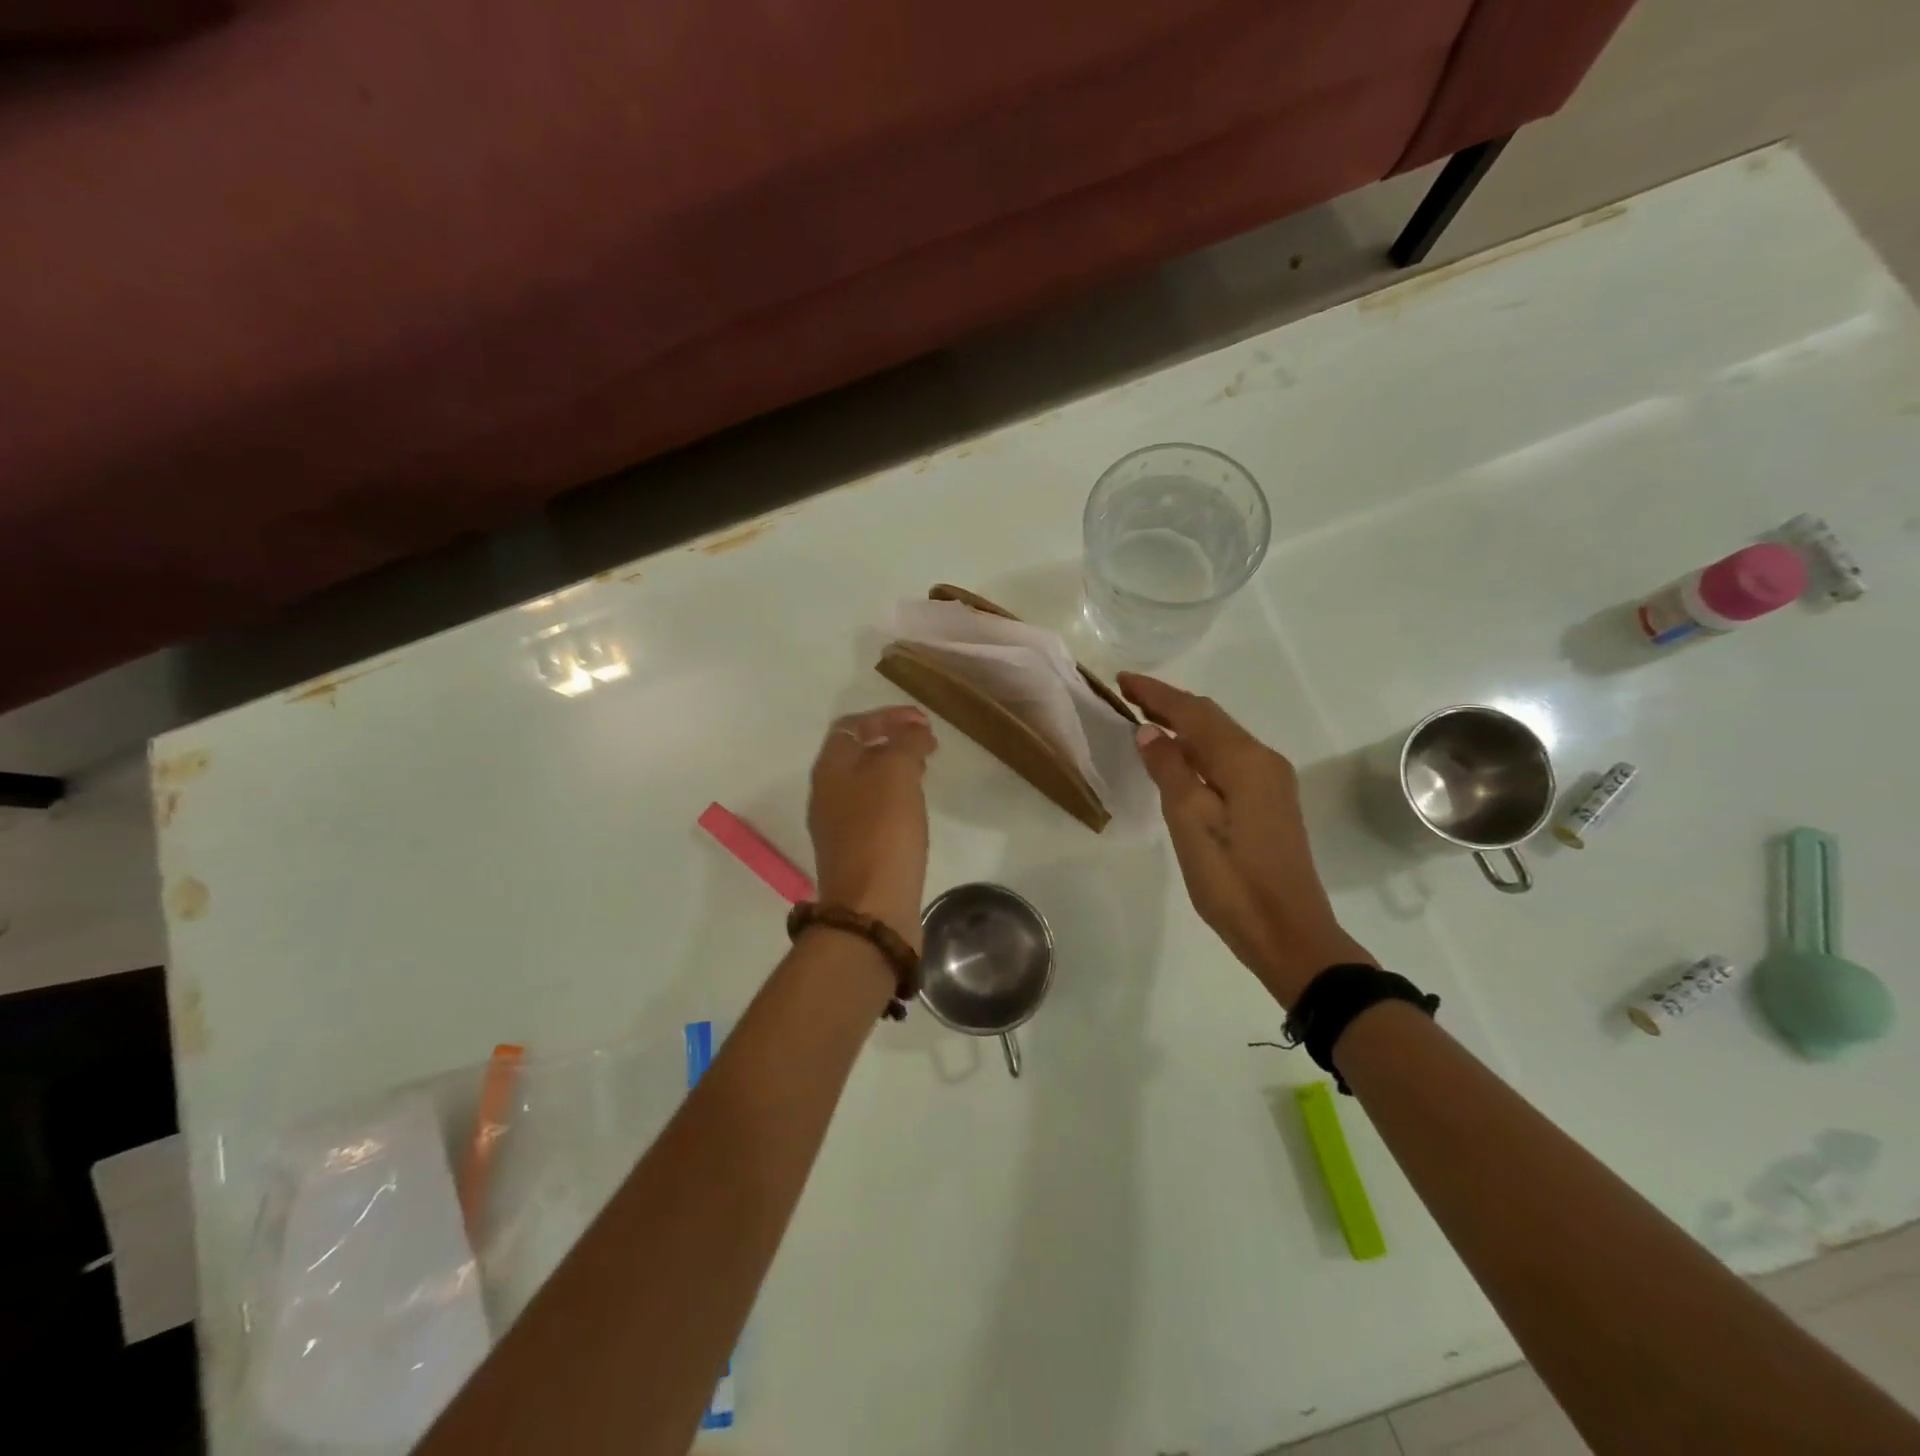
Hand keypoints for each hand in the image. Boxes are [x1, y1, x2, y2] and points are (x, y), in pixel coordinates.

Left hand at [808, 706, 937, 949]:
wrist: (870, 907)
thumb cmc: (882, 831)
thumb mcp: (897, 773)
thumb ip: (905, 743)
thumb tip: (914, 732)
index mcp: (830, 768)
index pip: (853, 725)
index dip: (887, 716)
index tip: (924, 721)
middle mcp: (827, 793)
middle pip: (857, 753)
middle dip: (892, 741)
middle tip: (927, 743)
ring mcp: (838, 825)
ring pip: (866, 782)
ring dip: (894, 769)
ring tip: (925, 770)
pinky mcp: (854, 852)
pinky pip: (873, 810)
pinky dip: (894, 798)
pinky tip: (915, 808)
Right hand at [1119, 673, 1372, 1006]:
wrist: (1288, 932)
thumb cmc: (1232, 880)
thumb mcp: (1189, 823)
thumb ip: (1170, 771)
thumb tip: (1150, 731)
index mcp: (1244, 761)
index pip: (1194, 713)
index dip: (1156, 694)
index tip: (1122, 680)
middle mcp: (1263, 761)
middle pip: (1211, 719)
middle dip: (1169, 704)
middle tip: (1128, 696)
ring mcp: (1271, 782)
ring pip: (1221, 738)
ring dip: (1184, 724)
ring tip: (1146, 719)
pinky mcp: (1270, 802)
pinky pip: (1228, 758)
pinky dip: (1199, 748)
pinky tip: (1179, 757)